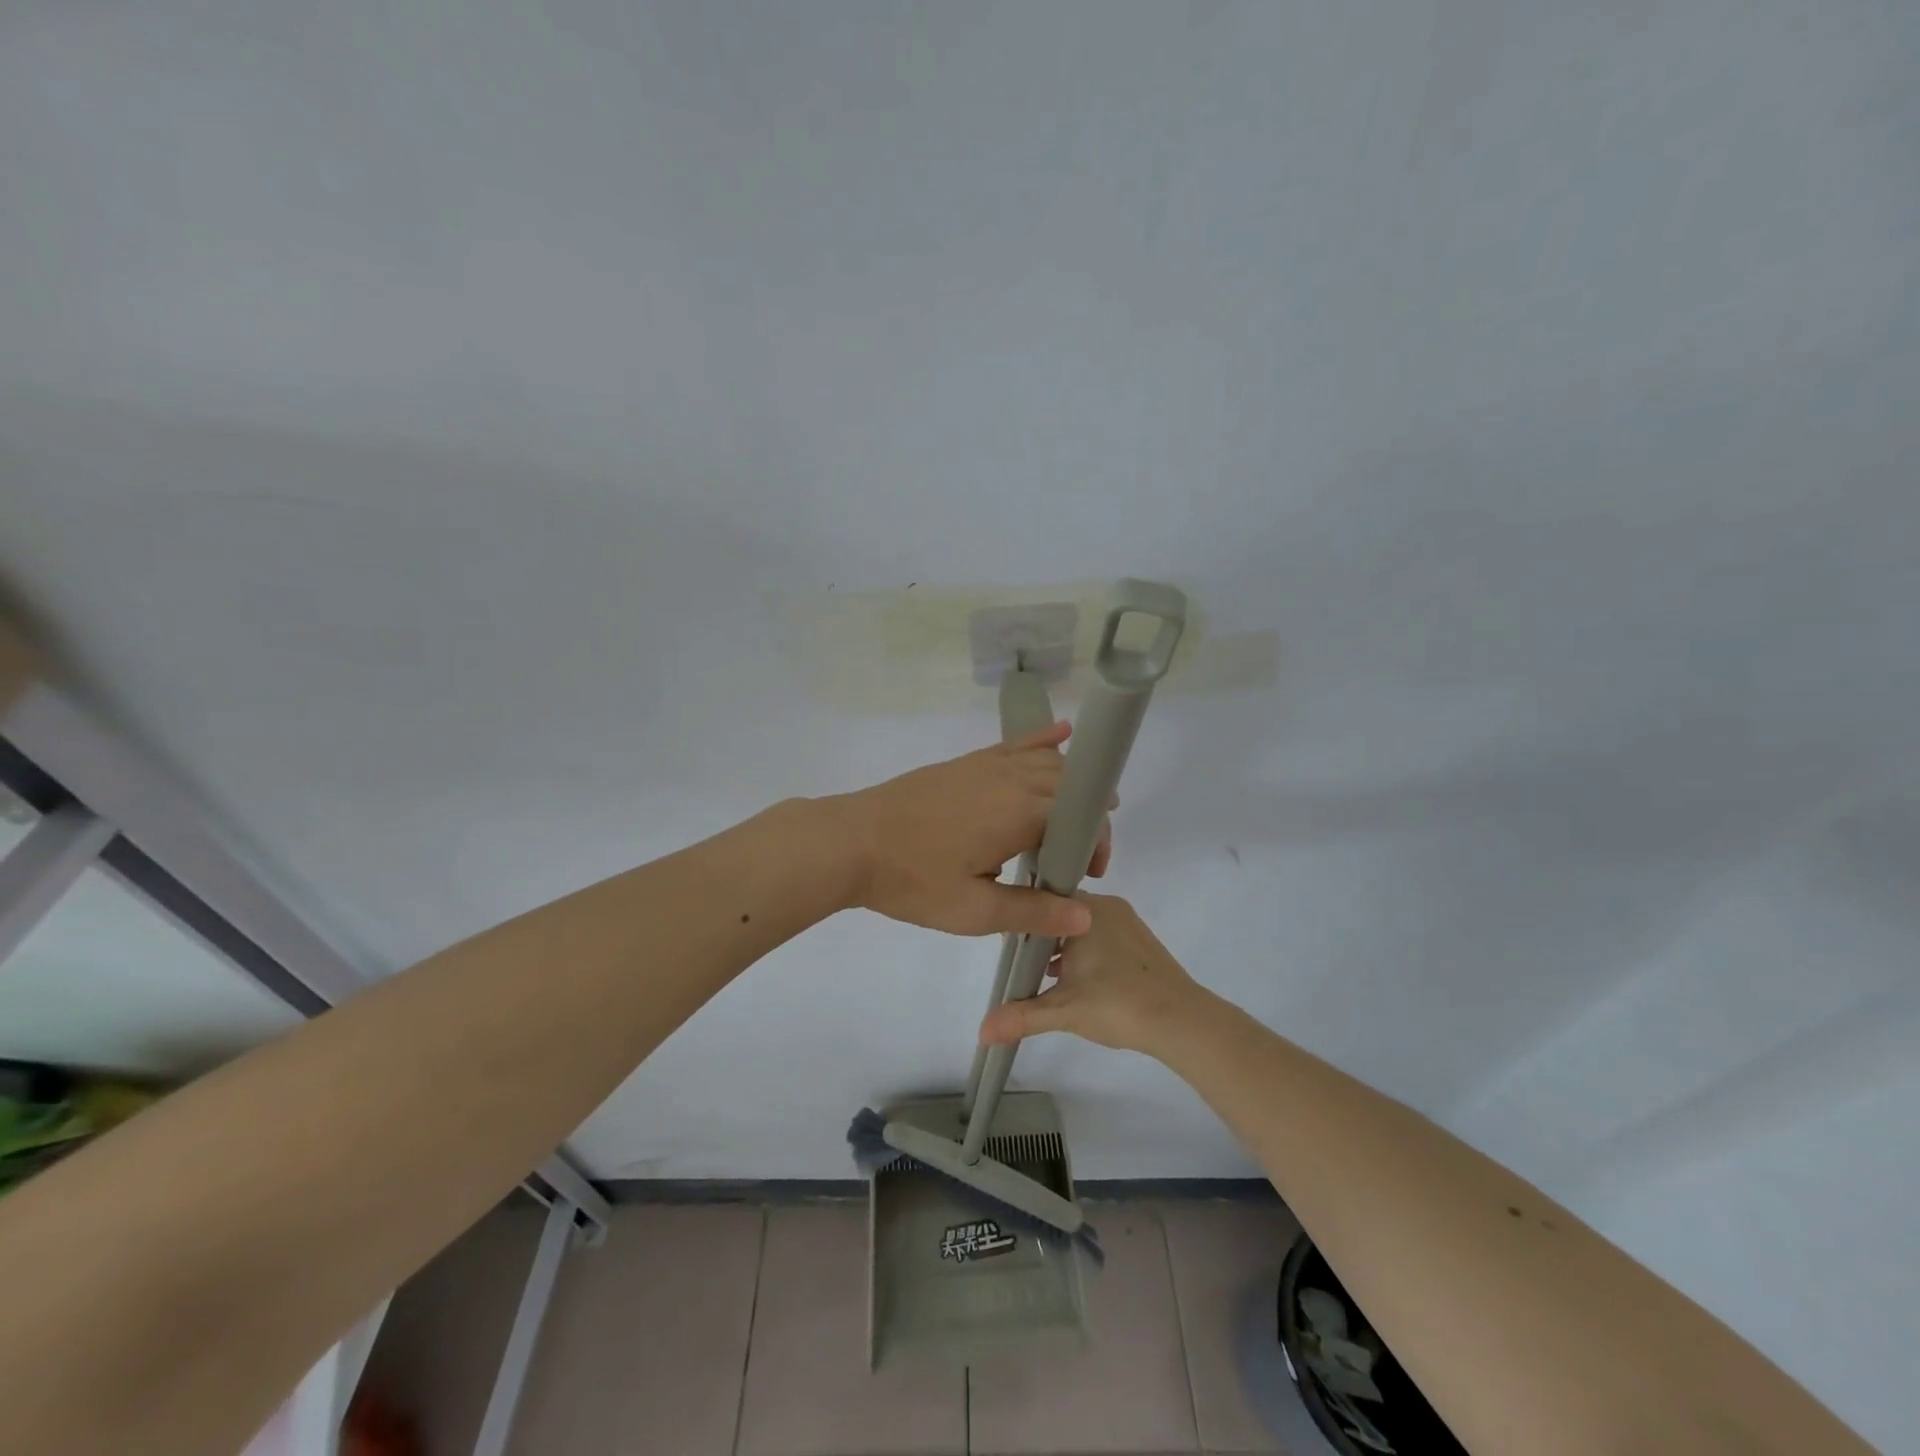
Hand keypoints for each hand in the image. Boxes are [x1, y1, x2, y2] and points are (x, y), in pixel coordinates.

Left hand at [834, 722, 1108, 937]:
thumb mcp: (973, 910)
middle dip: (1088, 817)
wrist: (851, 842)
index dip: (1096, 842)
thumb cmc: (912, 880)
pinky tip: (1062, 733)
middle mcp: (1012, 779)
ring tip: (1077, 814)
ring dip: (1071, 785)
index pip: (1083, 816)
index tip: (1088, 874)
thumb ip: (1033, 911)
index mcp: (1020, 814)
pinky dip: (1043, 740)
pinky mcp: (967, 762)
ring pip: (1048, 762)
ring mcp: (987, 765)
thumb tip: (1086, 918)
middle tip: (1080, 857)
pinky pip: (1016, 744)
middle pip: (1070, 785)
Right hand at [978, 892, 1203, 1054]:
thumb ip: (1021, 1016)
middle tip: (1025, 969)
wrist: (1182, 1022)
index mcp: (1086, 909)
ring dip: (1065, 949)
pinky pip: (1102, 937)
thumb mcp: (1063, 1010)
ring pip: (1082, 927)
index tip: (1008, 949)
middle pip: (1061, 915)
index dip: (1022, 923)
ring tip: (1049, 980)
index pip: (1041, 902)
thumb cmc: (1118, 1004)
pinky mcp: (1141, 940)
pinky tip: (1081, 984)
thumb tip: (982, 1032)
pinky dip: (1087, 954)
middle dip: (1042, 940)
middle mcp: (1107, 906)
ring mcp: (1128, 922)